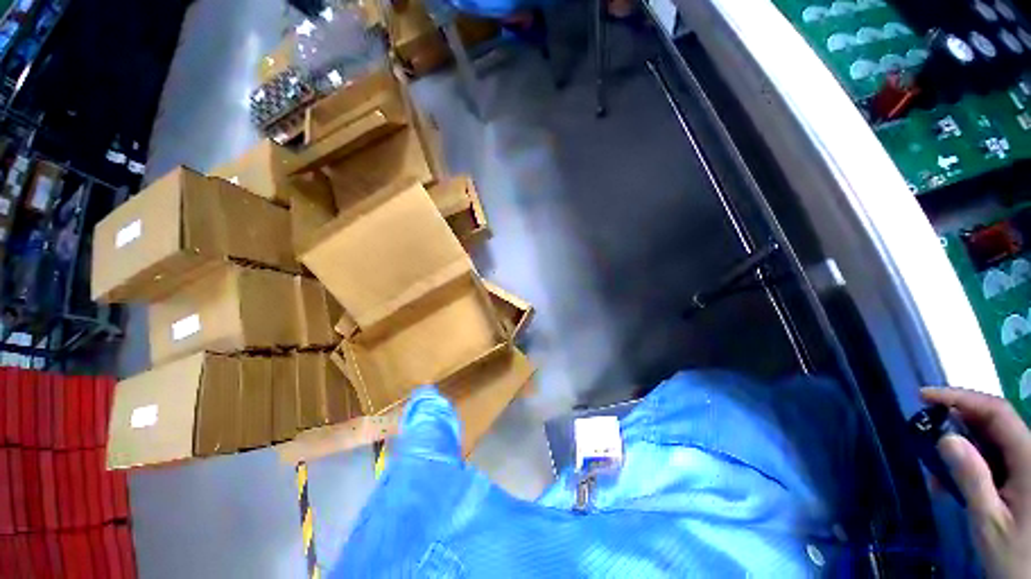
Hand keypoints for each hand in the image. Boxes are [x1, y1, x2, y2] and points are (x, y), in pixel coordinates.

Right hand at [922, 388, 1030, 578]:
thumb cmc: (1015, 553)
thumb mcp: (989, 521)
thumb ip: (972, 479)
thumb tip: (945, 438)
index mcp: (1029, 458)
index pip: (996, 412)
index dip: (962, 398)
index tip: (924, 396)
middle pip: (995, 423)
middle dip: (958, 420)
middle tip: (924, 427)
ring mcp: (1027, 466)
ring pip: (993, 440)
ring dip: (961, 443)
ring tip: (933, 461)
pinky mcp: (1022, 478)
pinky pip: (995, 458)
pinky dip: (970, 461)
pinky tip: (951, 479)